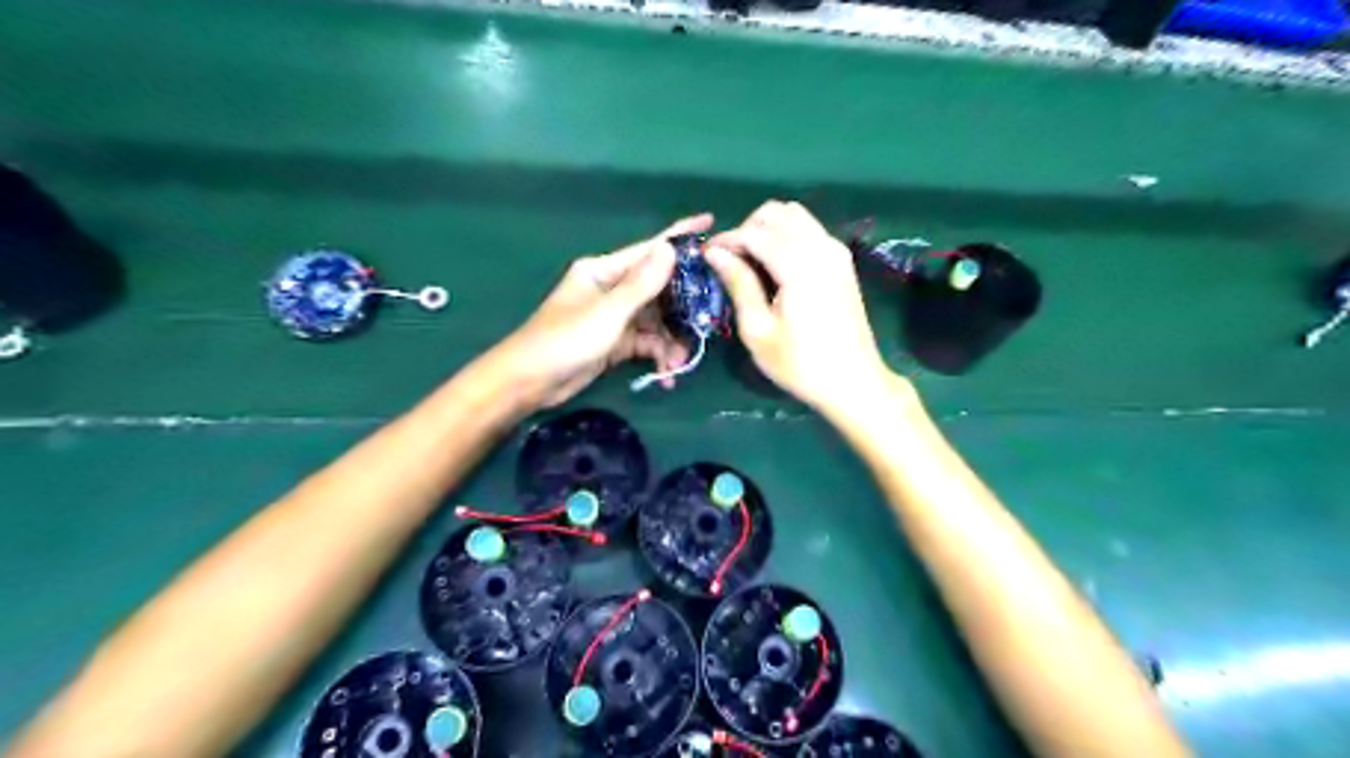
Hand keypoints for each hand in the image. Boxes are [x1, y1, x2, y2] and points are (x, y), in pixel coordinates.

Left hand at [493, 213, 707, 411]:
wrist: (530, 382)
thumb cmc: (565, 340)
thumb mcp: (608, 313)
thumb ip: (642, 284)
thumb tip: (671, 248)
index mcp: (604, 271)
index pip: (649, 250)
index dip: (680, 237)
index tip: (712, 224)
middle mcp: (611, 288)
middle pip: (658, 290)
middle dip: (682, 309)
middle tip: (709, 320)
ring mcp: (613, 317)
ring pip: (655, 321)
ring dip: (670, 341)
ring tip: (680, 362)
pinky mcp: (614, 342)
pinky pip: (645, 343)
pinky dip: (657, 356)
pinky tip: (666, 375)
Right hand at [708, 201, 892, 414]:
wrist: (853, 382)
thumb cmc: (800, 364)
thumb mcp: (759, 331)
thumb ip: (739, 284)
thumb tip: (715, 253)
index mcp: (799, 267)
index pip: (755, 233)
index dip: (727, 240)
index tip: (707, 257)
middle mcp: (821, 248)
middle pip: (775, 213)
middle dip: (747, 229)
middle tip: (731, 261)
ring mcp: (836, 251)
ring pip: (794, 215)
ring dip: (768, 229)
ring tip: (752, 261)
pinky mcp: (842, 260)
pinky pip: (810, 229)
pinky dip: (787, 235)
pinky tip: (776, 266)